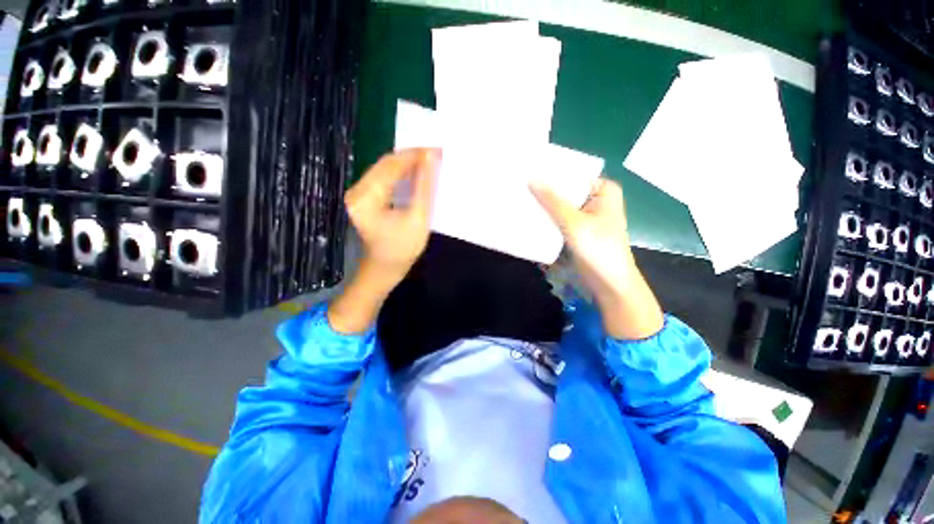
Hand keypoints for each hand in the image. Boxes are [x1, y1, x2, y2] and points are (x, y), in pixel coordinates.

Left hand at [329, 148, 439, 333]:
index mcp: (367, 197)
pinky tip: (414, 173)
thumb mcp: (418, 218)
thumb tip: (431, 157)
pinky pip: (382, 178)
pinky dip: (400, 174)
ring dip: (406, 164)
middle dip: (410, 157)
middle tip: (434, 154)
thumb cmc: (402, 249)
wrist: (384, 268)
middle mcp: (356, 191)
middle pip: (385, 164)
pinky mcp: (363, 197)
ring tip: (428, 162)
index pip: (391, 166)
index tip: (435, 149)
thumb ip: (424, 187)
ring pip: (384, 169)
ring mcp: (357, 194)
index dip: (414, 156)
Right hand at [530, 179, 662, 339]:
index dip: (551, 172)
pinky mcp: (575, 231)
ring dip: (542, 205)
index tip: (528, 168)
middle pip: (565, 190)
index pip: (573, 174)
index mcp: (602, 190)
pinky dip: (545, 219)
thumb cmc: (599, 250)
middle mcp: (594, 199)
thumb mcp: (574, 223)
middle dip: (544, 190)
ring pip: (559, 205)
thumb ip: (553, 201)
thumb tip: (531, 178)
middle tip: (518, 183)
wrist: (608, 284)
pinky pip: (557, 219)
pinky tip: (527, 215)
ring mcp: (584, 216)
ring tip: (518, 197)